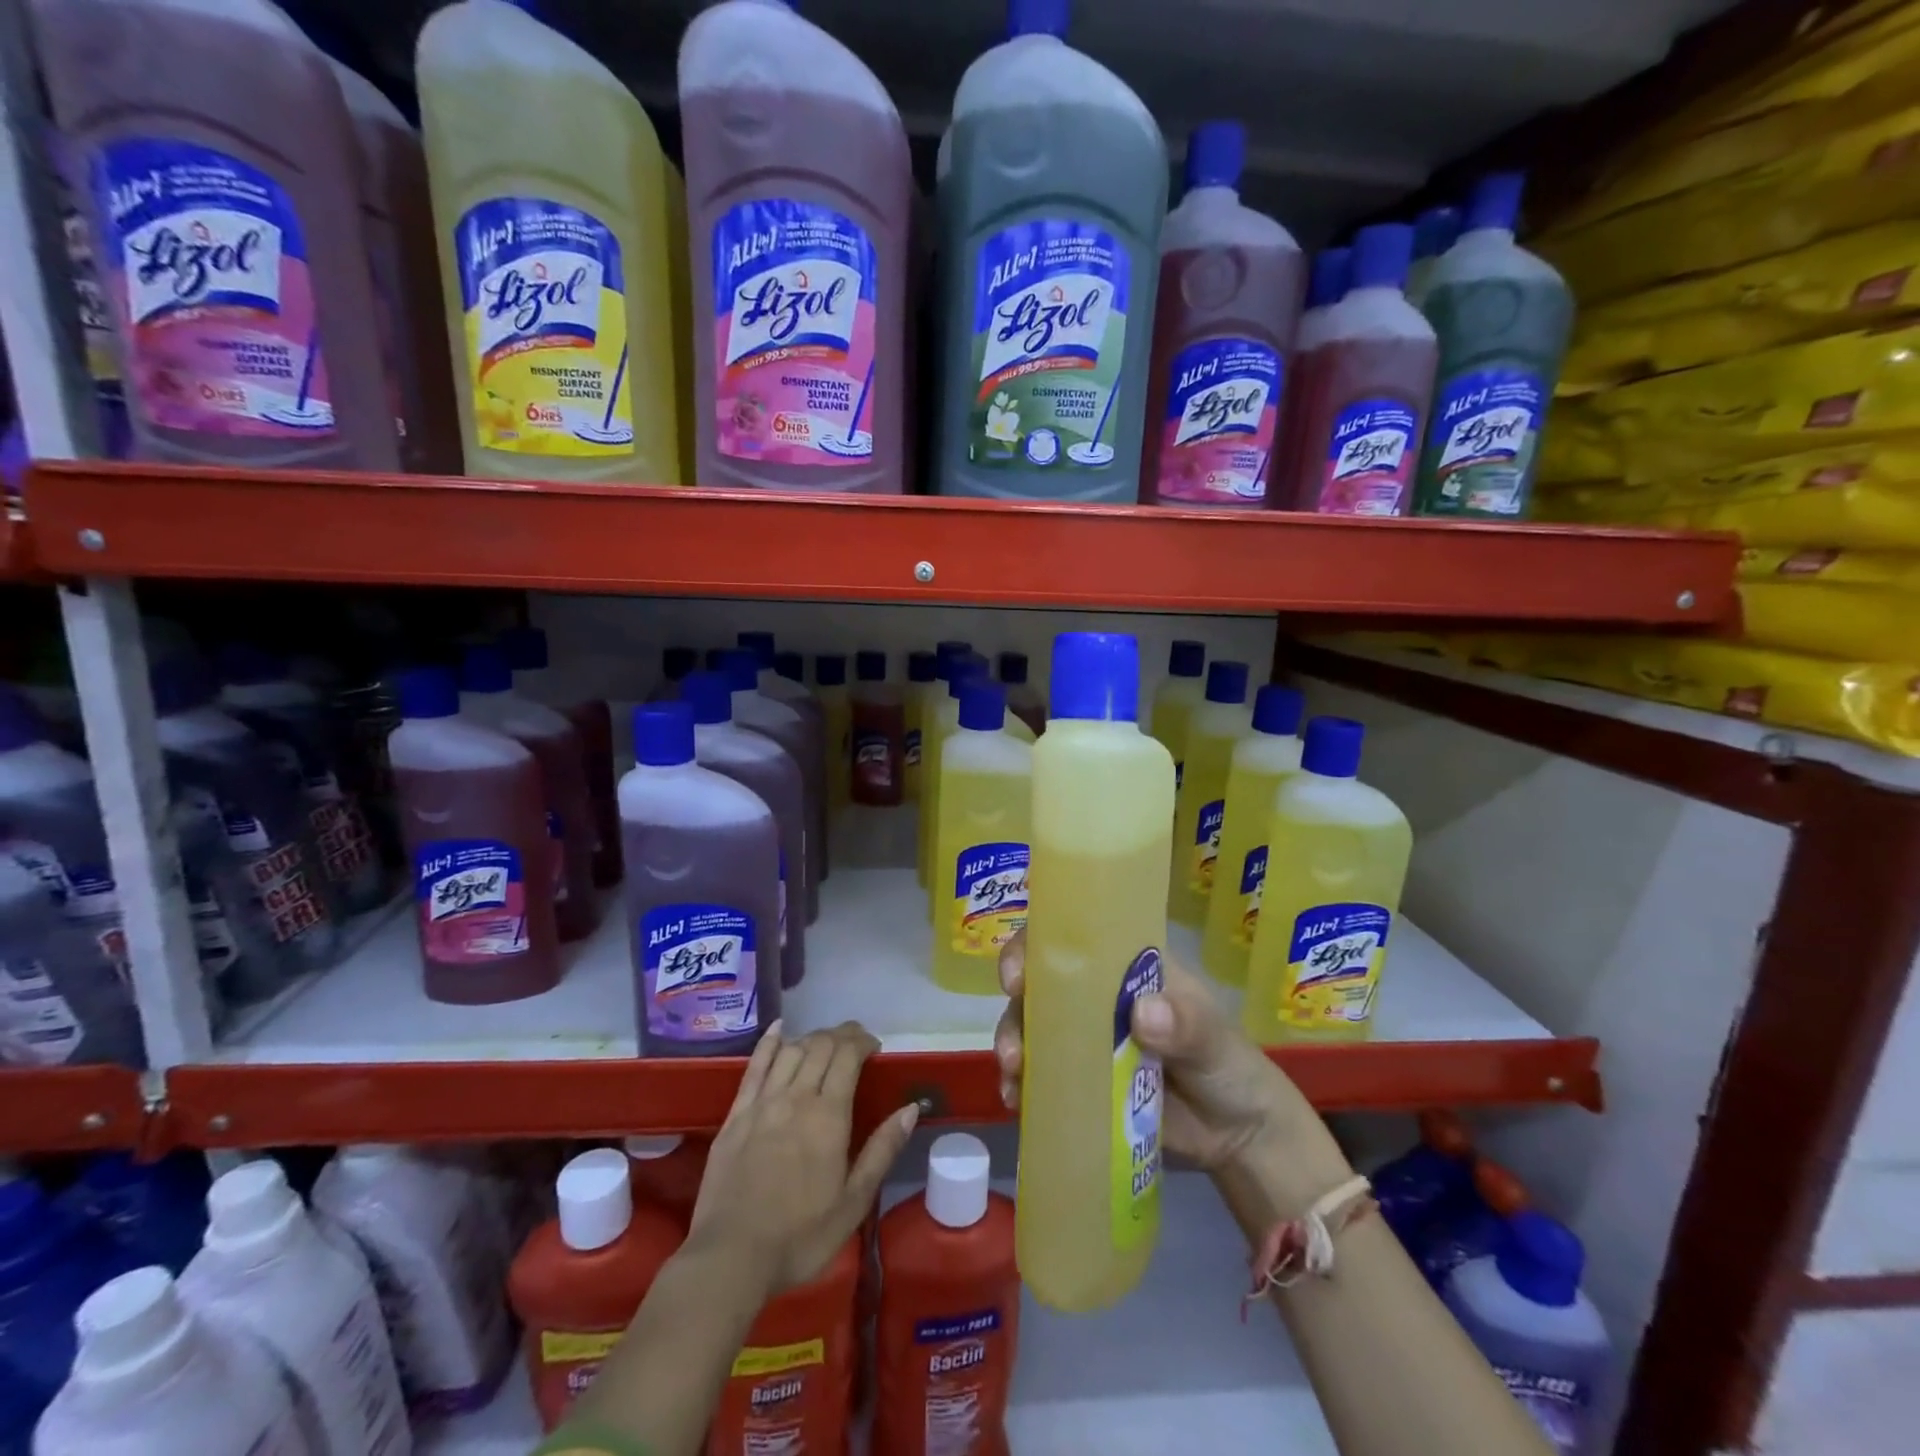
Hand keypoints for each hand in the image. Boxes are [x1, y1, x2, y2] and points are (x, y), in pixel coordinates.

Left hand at [688, 1020, 917, 1295]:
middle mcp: (796, 1097)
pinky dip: (769, 1042)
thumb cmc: (800, 1237)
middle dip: (841, 1035)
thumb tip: (910, 1108)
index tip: (874, 1047)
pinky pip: (754, 1066)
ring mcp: (762, 1103)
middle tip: (855, 1042)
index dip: (862, 1042)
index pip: (848, 1057)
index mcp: (828, 1116)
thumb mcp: (854, 1202)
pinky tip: (779, 1029)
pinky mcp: (736, 1115)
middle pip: (820, 1046)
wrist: (730, 1259)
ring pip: (791, 1050)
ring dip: (812, 1038)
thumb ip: (882, 1150)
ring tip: (825, 1043)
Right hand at [993, 931, 1324, 1174]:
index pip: (1073, 939)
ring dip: (1013, 1044)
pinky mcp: (1079, 1080)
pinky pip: (1039, 1073)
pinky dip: (1022, 1083)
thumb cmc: (1228, 1065)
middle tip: (1014, 1042)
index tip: (1019, 975)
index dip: (1037, 946)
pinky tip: (1017, 1102)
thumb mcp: (1214, 1039)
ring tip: (1015, 1076)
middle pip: (1040, 983)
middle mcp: (1094, 995)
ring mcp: (1083, 1038)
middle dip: (1017, 1006)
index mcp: (1125, 967)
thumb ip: (1186, 1024)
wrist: (1238, 1137)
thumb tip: (1142, 1014)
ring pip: (1032, 1026)